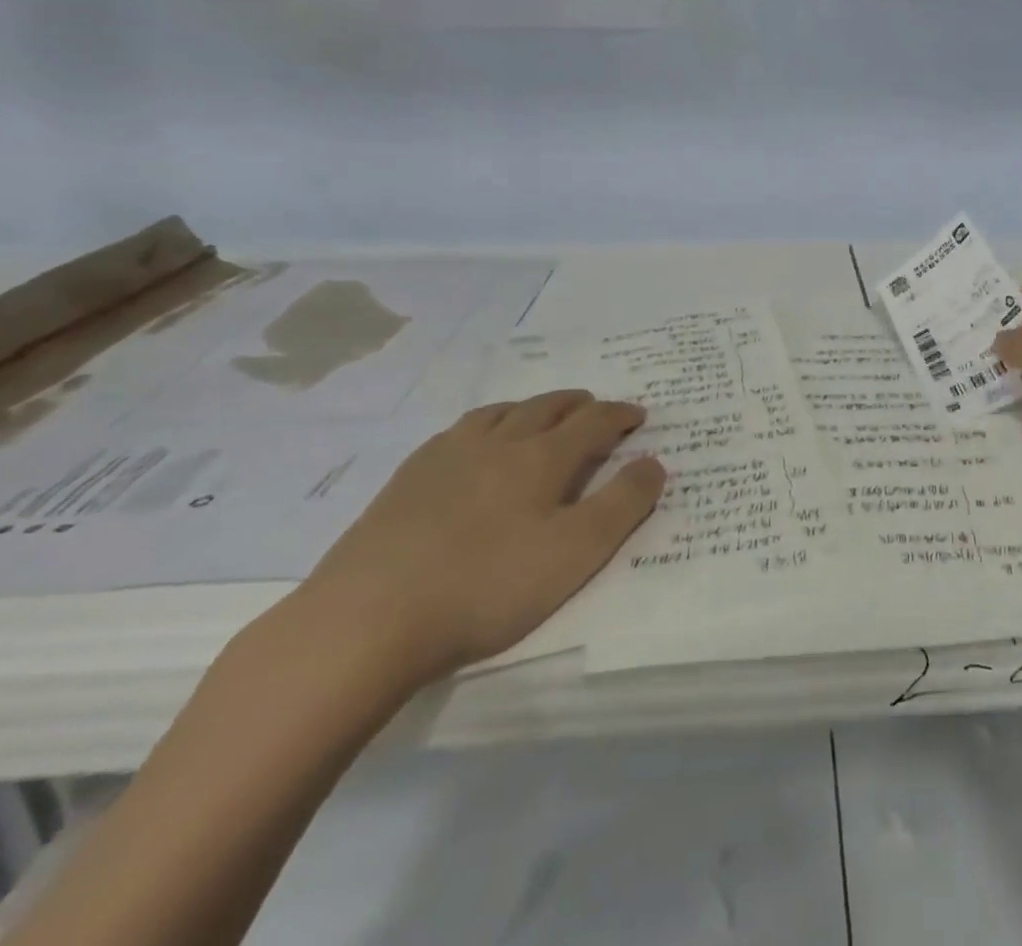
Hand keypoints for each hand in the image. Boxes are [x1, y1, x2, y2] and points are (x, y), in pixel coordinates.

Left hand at [298, 392, 665, 688]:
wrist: (368, 618)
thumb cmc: (486, 587)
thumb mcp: (575, 554)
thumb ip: (622, 505)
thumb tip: (654, 462)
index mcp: (541, 458)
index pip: (593, 421)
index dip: (620, 414)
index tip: (638, 416)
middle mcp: (498, 442)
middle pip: (546, 407)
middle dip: (579, 404)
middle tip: (595, 409)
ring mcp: (447, 456)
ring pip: (500, 413)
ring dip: (530, 408)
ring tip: (540, 416)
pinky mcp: (408, 478)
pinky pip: (457, 431)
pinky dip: (484, 425)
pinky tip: (474, 445)